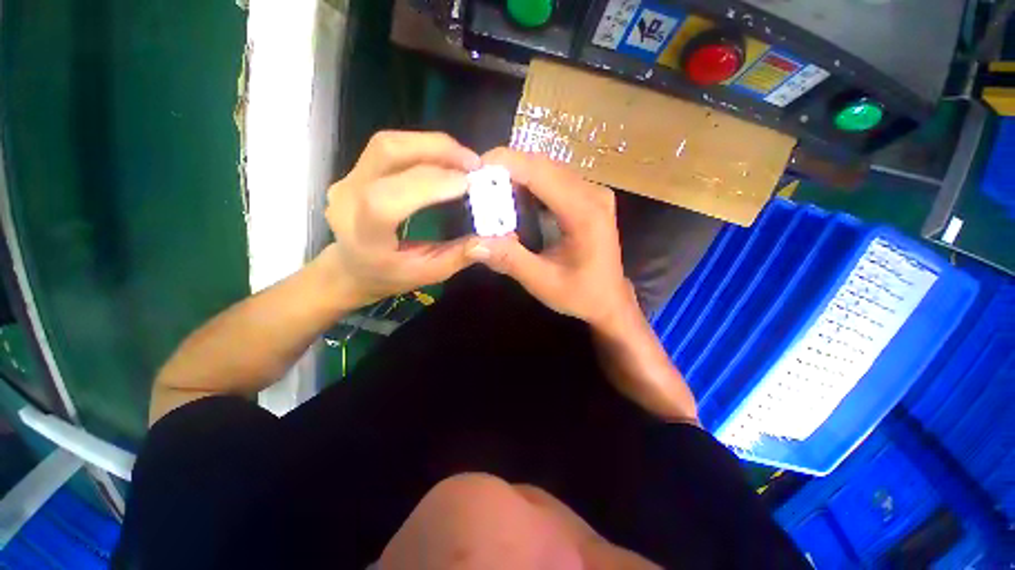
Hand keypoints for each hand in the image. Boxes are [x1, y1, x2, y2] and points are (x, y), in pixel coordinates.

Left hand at [324, 131, 481, 306]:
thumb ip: (459, 255)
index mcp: (363, 234)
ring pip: (389, 143)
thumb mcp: (428, 274)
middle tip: (474, 163)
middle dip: (437, 150)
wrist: (351, 268)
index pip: (388, 198)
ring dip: (432, 145)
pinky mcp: (357, 170)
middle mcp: (348, 197)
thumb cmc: (389, 276)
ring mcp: (348, 178)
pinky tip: (445, 160)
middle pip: (388, 152)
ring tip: (464, 160)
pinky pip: (392, 148)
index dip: (430, 184)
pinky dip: (424, 149)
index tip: (468, 183)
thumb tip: (493, 238)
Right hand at [467, 148, 638, 329]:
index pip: (541, 173)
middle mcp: (593, 194)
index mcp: (585, 213)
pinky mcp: (588, 198)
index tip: (473, 168)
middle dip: (507, 168)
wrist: (609, 299)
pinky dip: (530, 184)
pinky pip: (554, 180)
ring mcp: (593, 193)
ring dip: (517, 174)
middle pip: (544, 165)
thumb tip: (473, 243)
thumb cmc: (581, 294)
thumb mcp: (543, 282)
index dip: (506, 164)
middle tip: (475, 181)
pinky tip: (513, 197)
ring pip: (548, 169)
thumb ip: (510, 260)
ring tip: (490, 188)